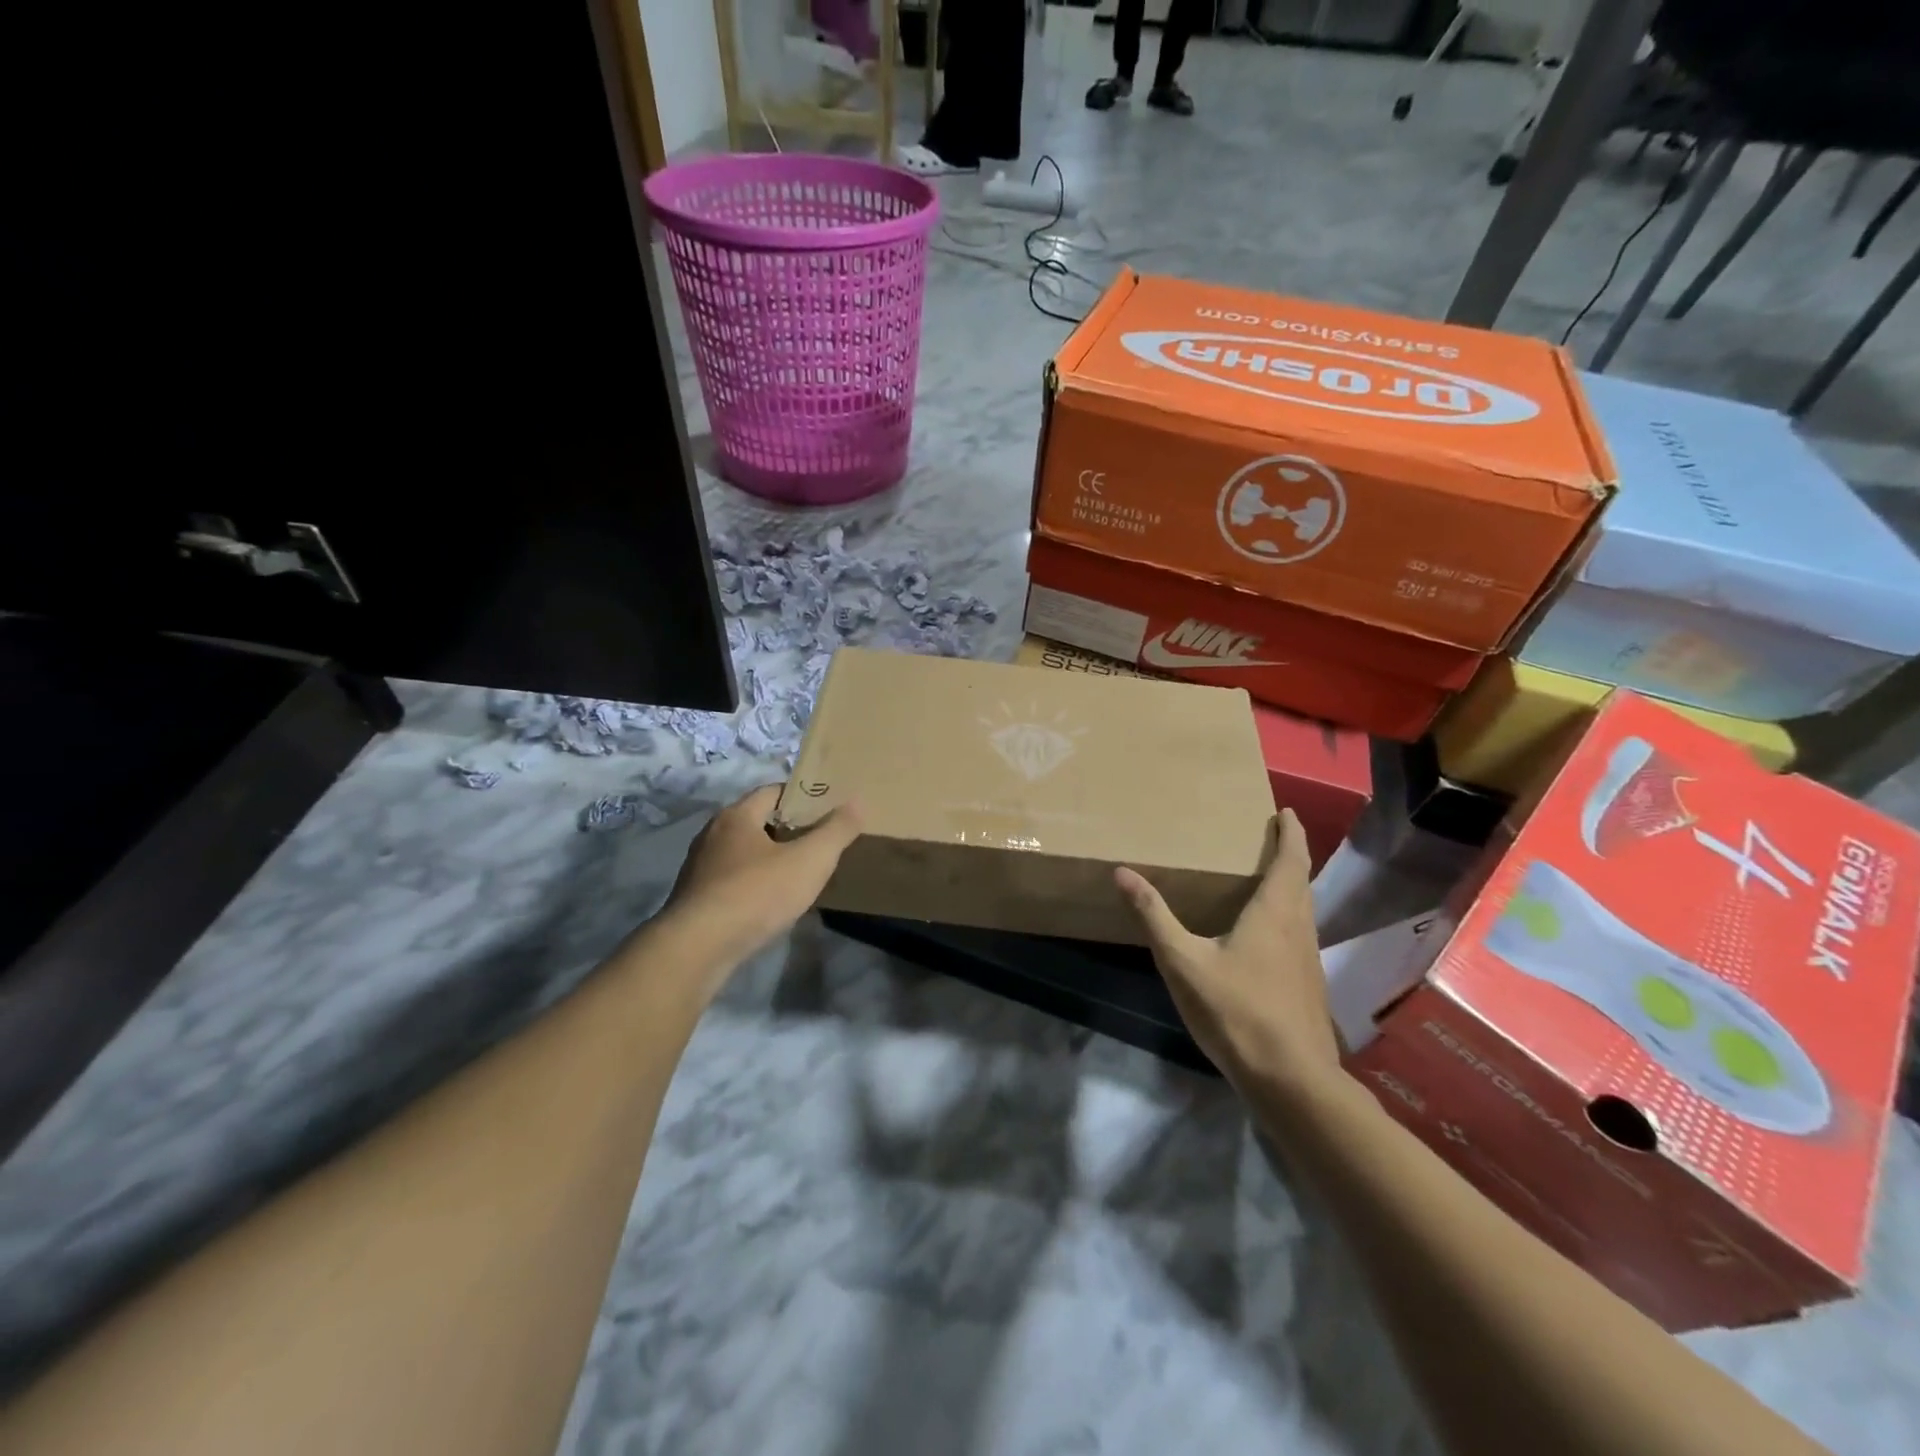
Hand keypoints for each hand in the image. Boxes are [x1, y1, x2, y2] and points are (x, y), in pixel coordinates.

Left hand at [662, 784, 861, 964]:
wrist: (698, 948)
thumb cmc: (757, 893)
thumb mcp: (810, 860)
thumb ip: (836, 830)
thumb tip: (856, 802)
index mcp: (737, 816)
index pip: (773, 791)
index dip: (803, 797)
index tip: (828, 810)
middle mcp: (712, 834)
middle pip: (757, 821)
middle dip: (788, 828)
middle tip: (819, 841)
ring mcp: (699, 868)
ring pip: (743, 853)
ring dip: (769, 858)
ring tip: (799, 873)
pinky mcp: (695, 899)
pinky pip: (731, 881)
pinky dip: (753, 884)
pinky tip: (770, 902)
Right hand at [1115, 809, 1339, 1095]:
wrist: (1291, 1080)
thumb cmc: (1236, 1011)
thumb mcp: (1183, 961)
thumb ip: (1153, 915)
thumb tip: (1122, 872)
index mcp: (1275, 913)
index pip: (1291, 860)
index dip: (1291, 833)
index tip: (1286, 812)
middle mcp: (1299, 928)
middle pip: (1301, 881)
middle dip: (1290, 855)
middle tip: (1272, 837)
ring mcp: (1308, 959)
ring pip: (1303, 909)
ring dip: (1290, 886)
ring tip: (1265, 877)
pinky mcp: (1307, 985)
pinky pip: (1299, 933)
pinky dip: (1287, 915)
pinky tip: (1264, 935)